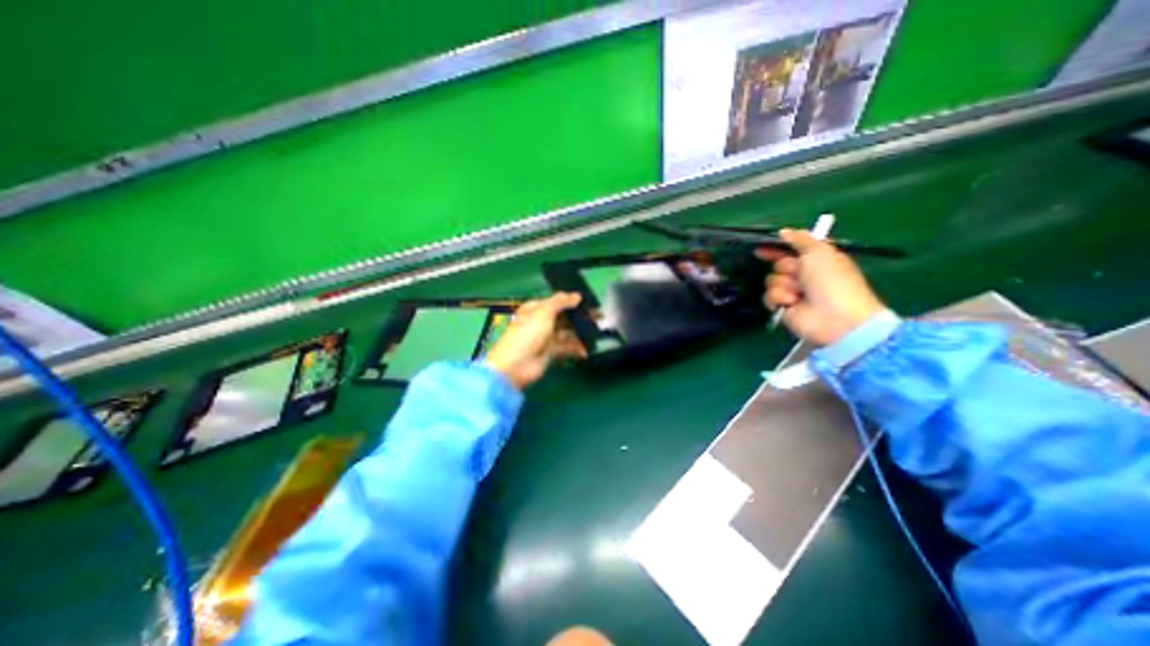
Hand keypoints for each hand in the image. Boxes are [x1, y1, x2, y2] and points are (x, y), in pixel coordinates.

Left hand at [483, 289, 588, 388]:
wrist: (516, 366)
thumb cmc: (527, 334)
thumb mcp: (544, 312)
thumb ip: (561, 302)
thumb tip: (577, 295)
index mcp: (535, 309)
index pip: (555, 302)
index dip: (570, 301)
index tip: (588, 302)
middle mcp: (540, 322)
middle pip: (563, 317)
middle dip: (579, 317)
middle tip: (598, 318)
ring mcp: (545, 338)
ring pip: (566, 332)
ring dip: (580, 333)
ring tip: (596, 333)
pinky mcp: (550, 353)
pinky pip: (566, 348)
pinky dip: (576, 348)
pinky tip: (586, 350)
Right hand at [763, 230, 882, 346]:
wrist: (834, 318)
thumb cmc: (832, 281)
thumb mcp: (820, 252)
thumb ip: (801, 239)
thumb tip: (783, 232)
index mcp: (816, 260)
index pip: (791, 250)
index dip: (776, 248)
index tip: (761, 248)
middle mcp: (804, 275)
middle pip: (779, 264)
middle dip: (786, 268)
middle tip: (799, 275)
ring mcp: (793, 292)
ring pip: (772, 281)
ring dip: (784, 285)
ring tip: (798, 294)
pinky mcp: (783, 307)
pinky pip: (769, 297)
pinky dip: (779, 298)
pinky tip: (791, 303)